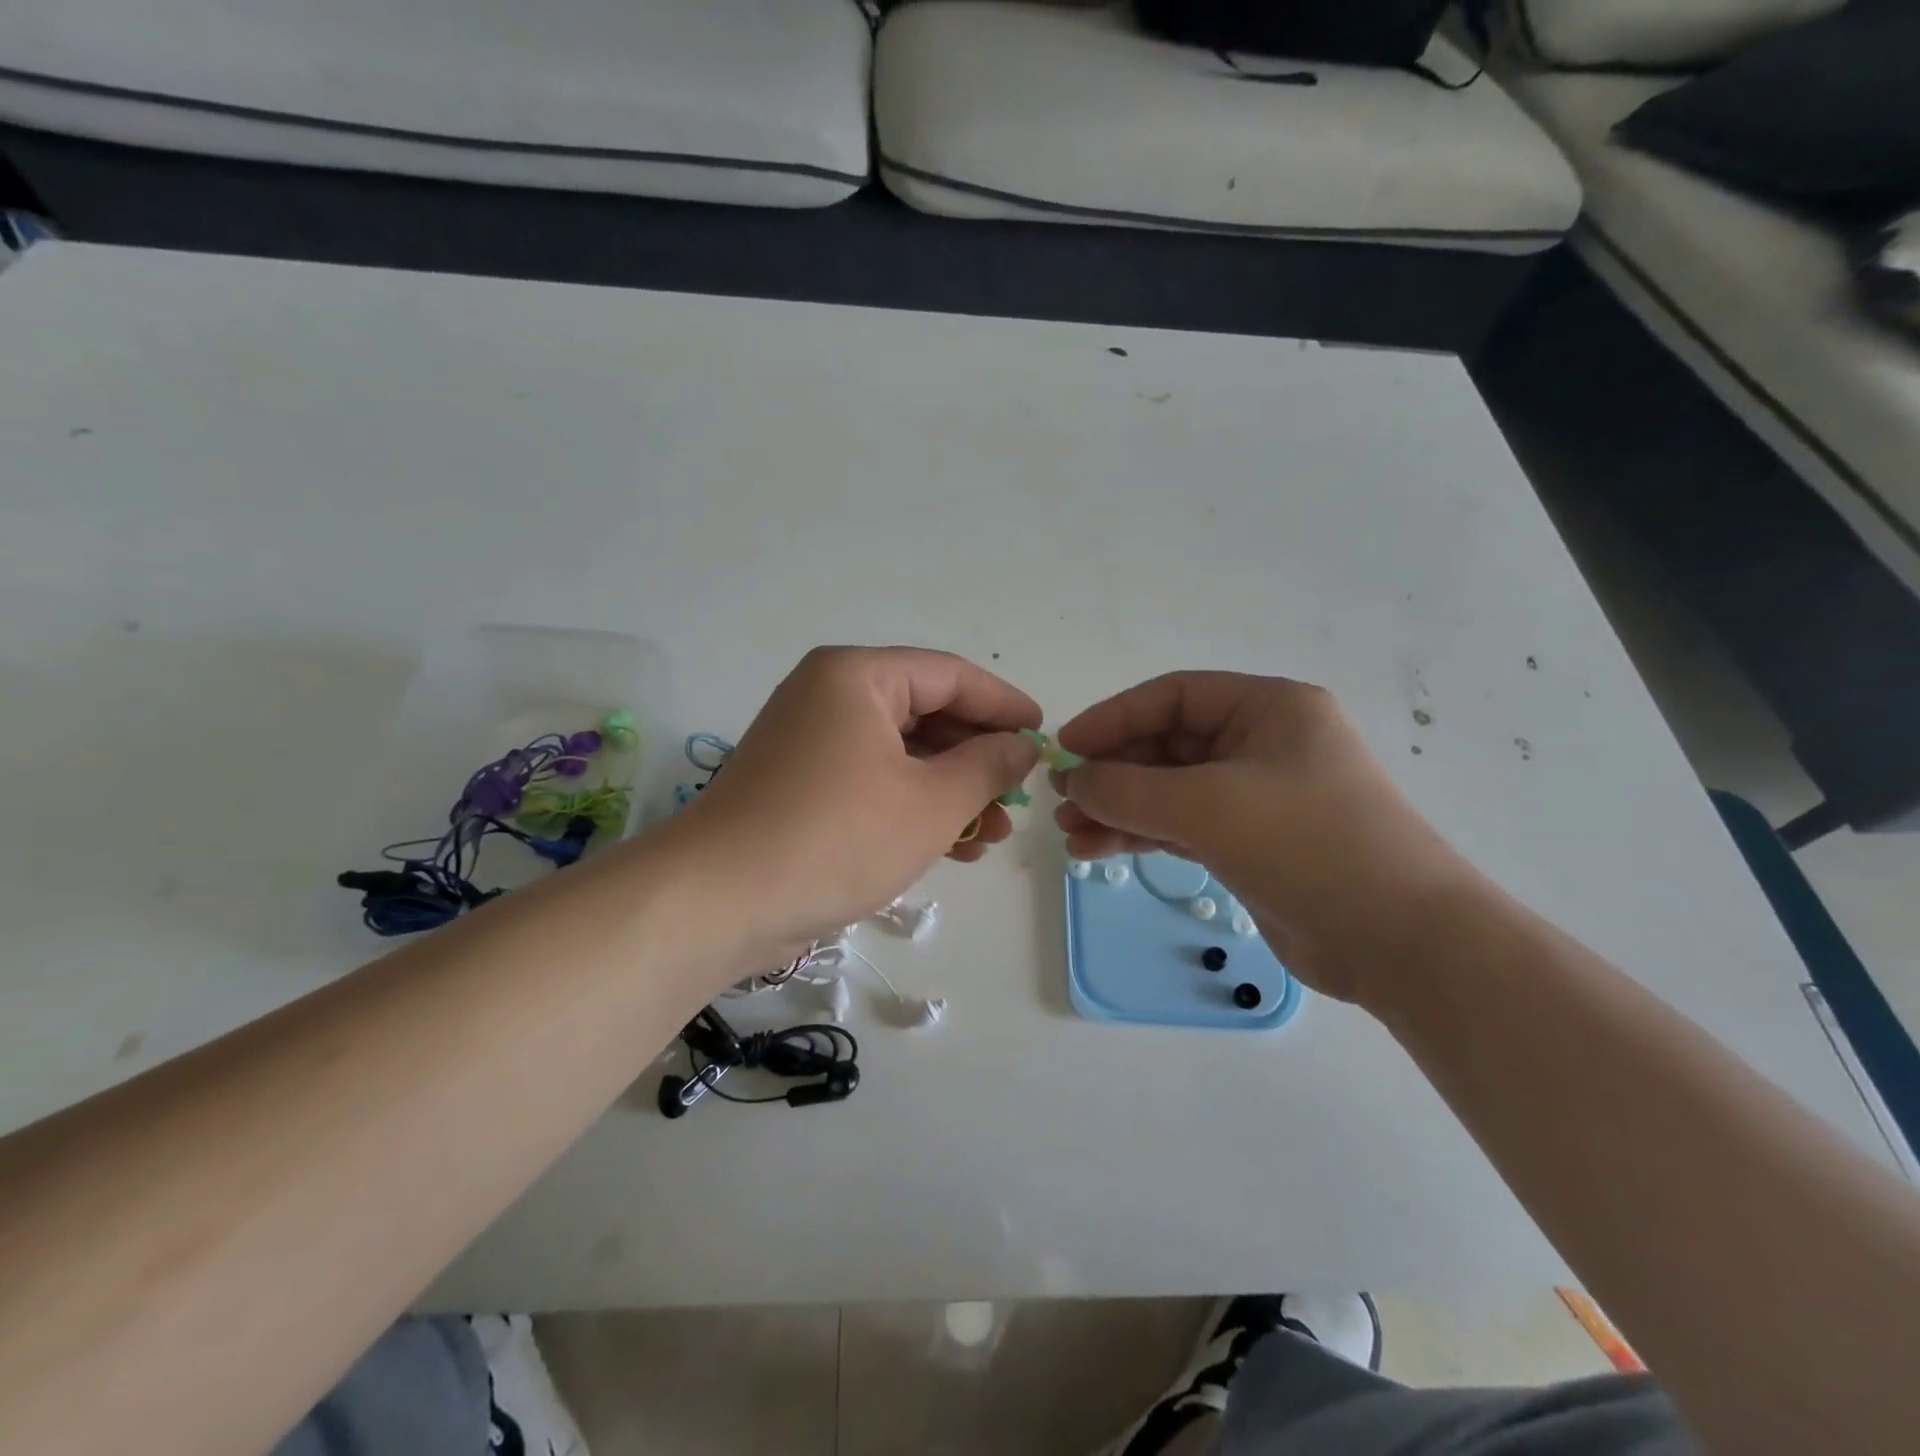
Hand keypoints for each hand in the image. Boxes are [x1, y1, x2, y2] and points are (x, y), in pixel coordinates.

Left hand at [676, 646, 1041, 957]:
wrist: (718, 902)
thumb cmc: (837, 837)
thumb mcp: (931, 802)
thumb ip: (988, 766)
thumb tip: (1023, 745)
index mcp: (858, 676)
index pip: (950, 676)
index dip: (1004, 705)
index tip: (1044, 735)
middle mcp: (830, 695)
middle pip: (926, 714)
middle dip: (978, 760)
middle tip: (1019, 797)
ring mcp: (810, 741)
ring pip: (901, 755)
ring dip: (950, 792)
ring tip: (994, 835)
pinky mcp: (800, 785)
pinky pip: (872, 781)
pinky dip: (912, 807)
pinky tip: (952, 846)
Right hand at [1053, 672, 1474, 1002]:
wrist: (1399, 942)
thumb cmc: (1308, 845)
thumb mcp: (1208, 806)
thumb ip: (1129, 788)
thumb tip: (1075, 780)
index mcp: (1269, 709)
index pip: (1173, 697)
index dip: (1113, 718)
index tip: (1066, 749)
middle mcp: (1263, 744)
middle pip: (1167, 745)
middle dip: (1112, 773)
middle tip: (1062, 799)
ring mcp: (1257, 796)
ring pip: (1169, 791)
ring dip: (1118, 809)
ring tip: (1069, 833)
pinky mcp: (1251, 843)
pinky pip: (1181, 827)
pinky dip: (1140, 836)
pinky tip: (1096, 851)